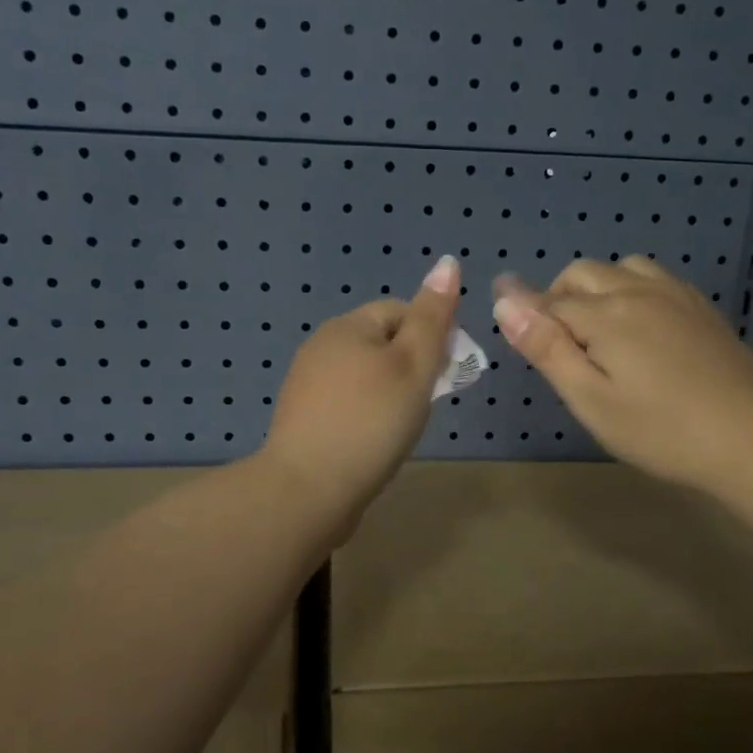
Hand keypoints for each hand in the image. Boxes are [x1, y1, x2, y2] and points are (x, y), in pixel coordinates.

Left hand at [261, 255, 460, 530]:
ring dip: (391, 393)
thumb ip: (432, 317)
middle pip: (382, 343)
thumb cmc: (370, 421)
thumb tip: (448, 262)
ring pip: (365, 377)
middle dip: (411, 367)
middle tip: (426, 403)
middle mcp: (320, 348)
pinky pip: (348, 405)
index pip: (400, 311)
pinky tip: (375, 442)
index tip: (447, 372)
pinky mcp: (304, 421)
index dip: (431, 335)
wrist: (308, 490)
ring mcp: (307, 386)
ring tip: (403, 426)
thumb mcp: (413, 365)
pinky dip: (368, 416)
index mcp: (346, 327)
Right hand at [492, 256, 752, 491]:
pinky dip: (632, 289)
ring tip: (600, 335)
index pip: (549, 302)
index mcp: (606, 314)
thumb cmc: (660, 431)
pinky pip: (654, 278)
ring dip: (597, 288)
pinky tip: (641, 328)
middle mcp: (638, 291)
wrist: (750, 440)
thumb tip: (504, 299)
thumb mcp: (590, 399)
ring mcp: (675, 295)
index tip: (519, 341)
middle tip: (561, 349)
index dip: (527, 317)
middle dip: (558, 299)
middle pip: (582, 274)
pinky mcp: (701, 307)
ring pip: (621, 268)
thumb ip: (546, 347)